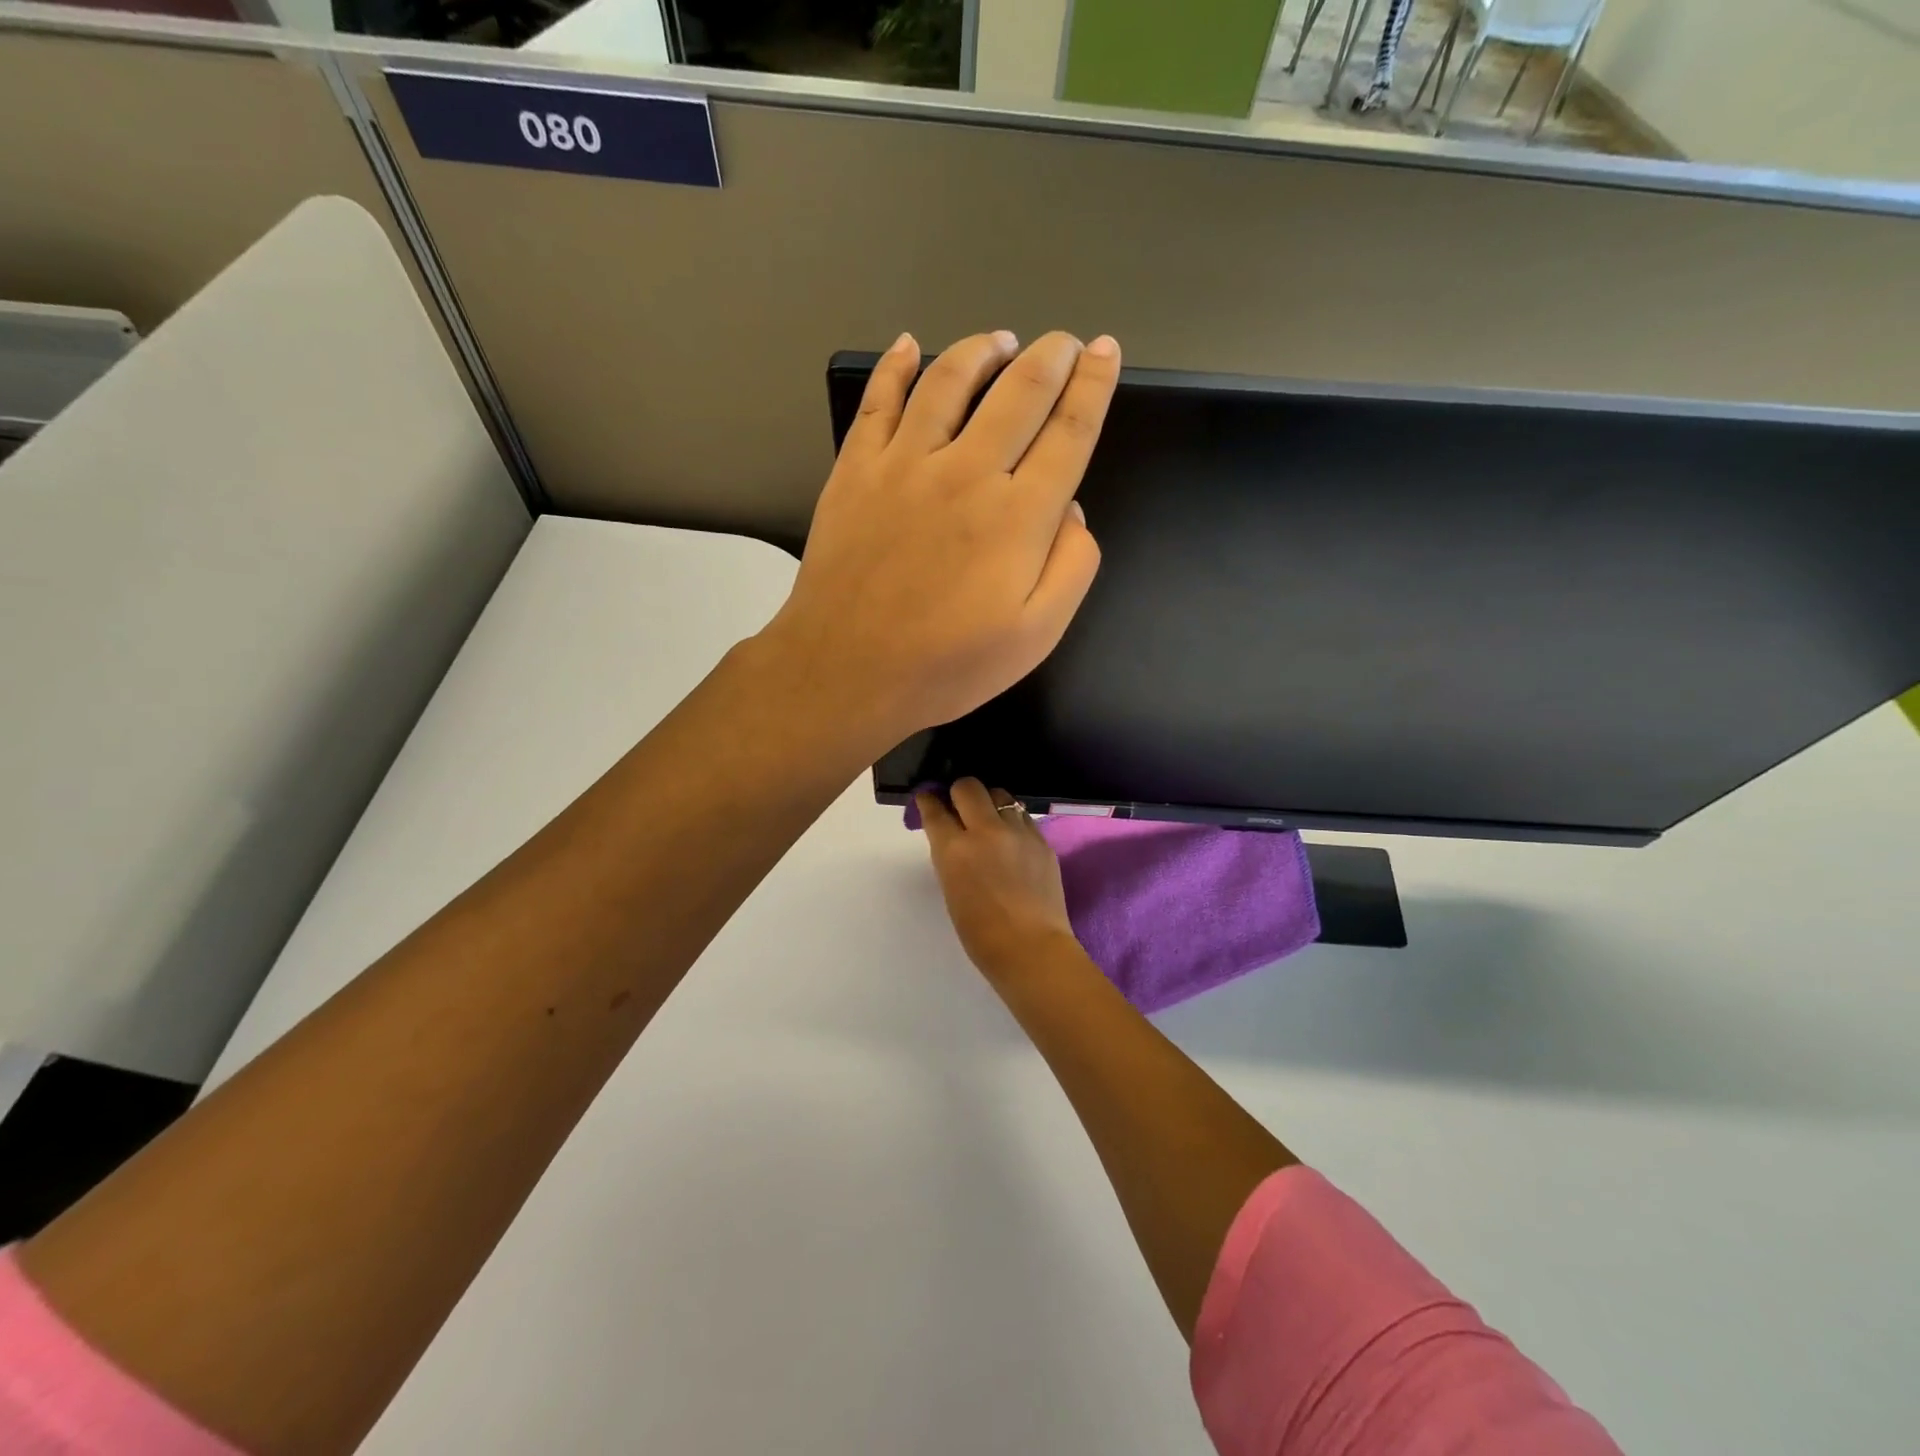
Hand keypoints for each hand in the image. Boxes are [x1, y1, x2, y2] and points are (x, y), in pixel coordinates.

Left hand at [763, 330, 1119, 754]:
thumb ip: (1072, 567)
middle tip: (1066, 343)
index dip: (1094, 387)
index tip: (1106, 353)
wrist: (845, 672)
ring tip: (1003, 341)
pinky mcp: (856, 470)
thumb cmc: (947, 666)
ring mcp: (905, 464)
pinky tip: (908, 346)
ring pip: (950, 380)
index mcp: (1018, 516)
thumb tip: (1070, 509)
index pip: (1068, 432)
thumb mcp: (1036, 636)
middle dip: (1052, 357)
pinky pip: (878, 401)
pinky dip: (895, 366)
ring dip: (983, 350)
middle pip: (1019, 392)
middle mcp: (967, 472)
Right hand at [918, 778, 1078, 979]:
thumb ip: (950, 856)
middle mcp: (986, 831)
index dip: (928, 802)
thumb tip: (953, 836)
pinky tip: (1012, 840)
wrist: (1031, 949)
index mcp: (955, 849)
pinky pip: (1022, 817)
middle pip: (968, 787)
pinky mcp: (1042, 840)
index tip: (928, 800)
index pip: (935, 809)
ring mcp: (1018, 832)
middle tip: (959, 807)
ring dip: (989, 803)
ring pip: (1000, 794)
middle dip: (959, 792)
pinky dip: (1012, 822)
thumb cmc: (980, 933)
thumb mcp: (952, 890)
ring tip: (989, 820)